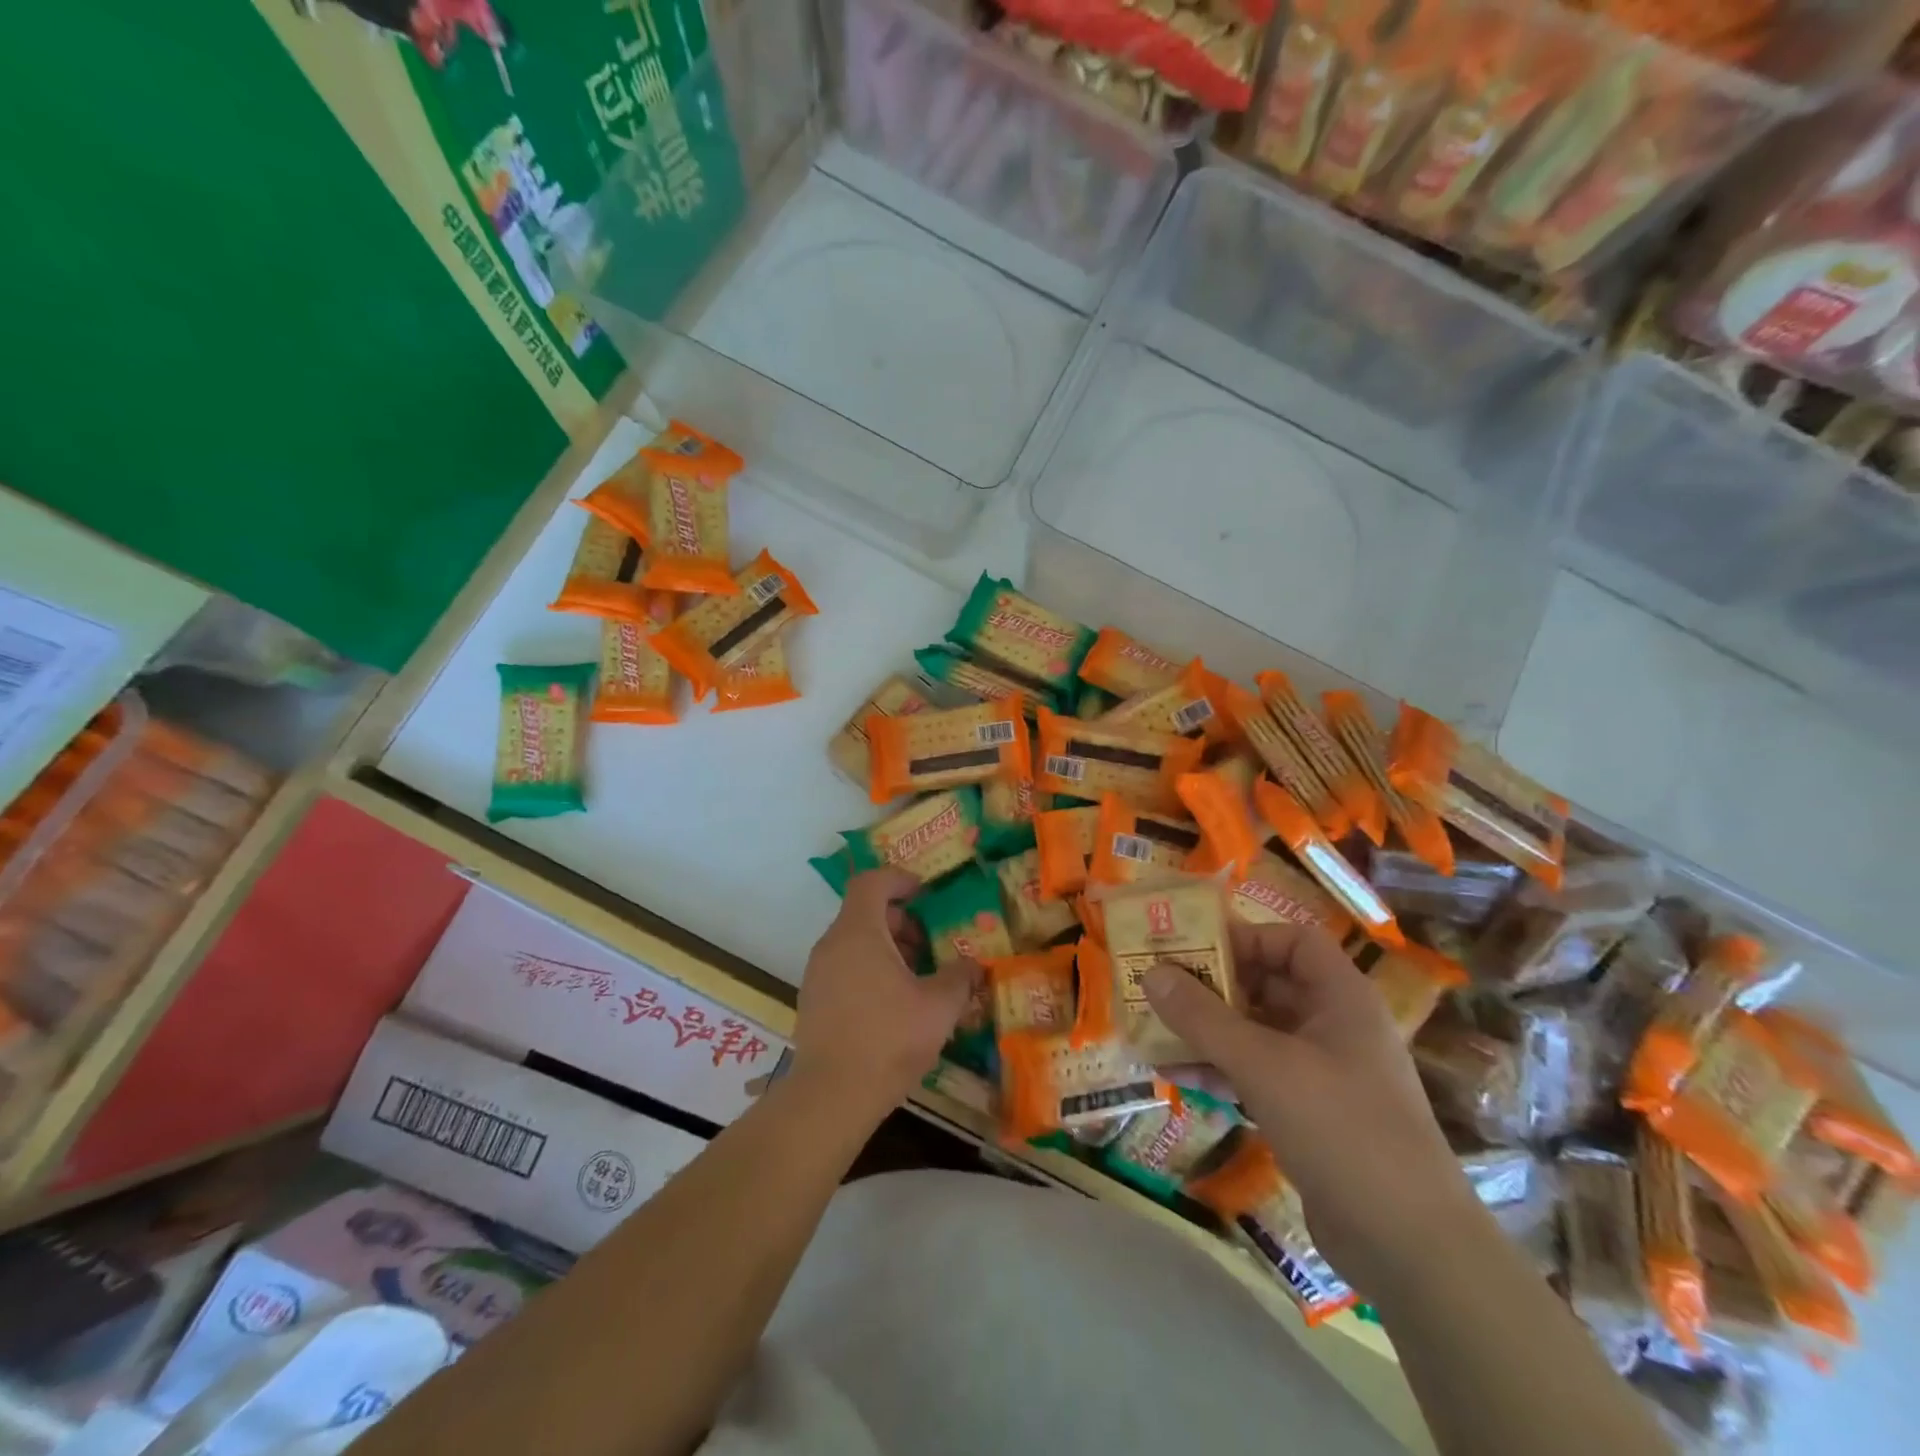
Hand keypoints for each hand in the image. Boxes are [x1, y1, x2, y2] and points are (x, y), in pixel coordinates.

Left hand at [791, 869, 977, 1128]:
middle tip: (929, 943)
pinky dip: (869, 970)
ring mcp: (817, 974)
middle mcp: (831, 945)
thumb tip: (972, 965)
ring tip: (917, 978)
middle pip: (864, 913)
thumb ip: (959, 977)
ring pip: (854, 943)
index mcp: (858, 933)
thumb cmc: (888, 1039)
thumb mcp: (939, 1007)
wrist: (831, 1097)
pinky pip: (844, 968)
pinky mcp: (813, 1002)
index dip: (899, 880)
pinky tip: (894, 1005)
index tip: (924, 893)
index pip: (871, 882)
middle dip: (900, 921)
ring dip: (887, 948)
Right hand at [1145, 922, 1480, 1287]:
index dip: (1244, 938)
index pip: (1291, 942)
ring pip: (1256, 1032)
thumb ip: (1203, 1017)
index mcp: (1341, 997)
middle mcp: (1334, 1025)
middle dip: (1211, 986)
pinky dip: (1220, 1069)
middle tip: (1158, 986)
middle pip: (1267, 984)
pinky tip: (1176, 1076)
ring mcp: (1323, 1072)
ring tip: (1154, 1032)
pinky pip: (1257, 1073)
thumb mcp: (1263, 1065)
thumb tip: (1151, 973)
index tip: (1192, 949)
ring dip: (1207, 1031)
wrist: (1410, 1247)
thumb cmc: (1341, 1128)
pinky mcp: (1311, 1114)